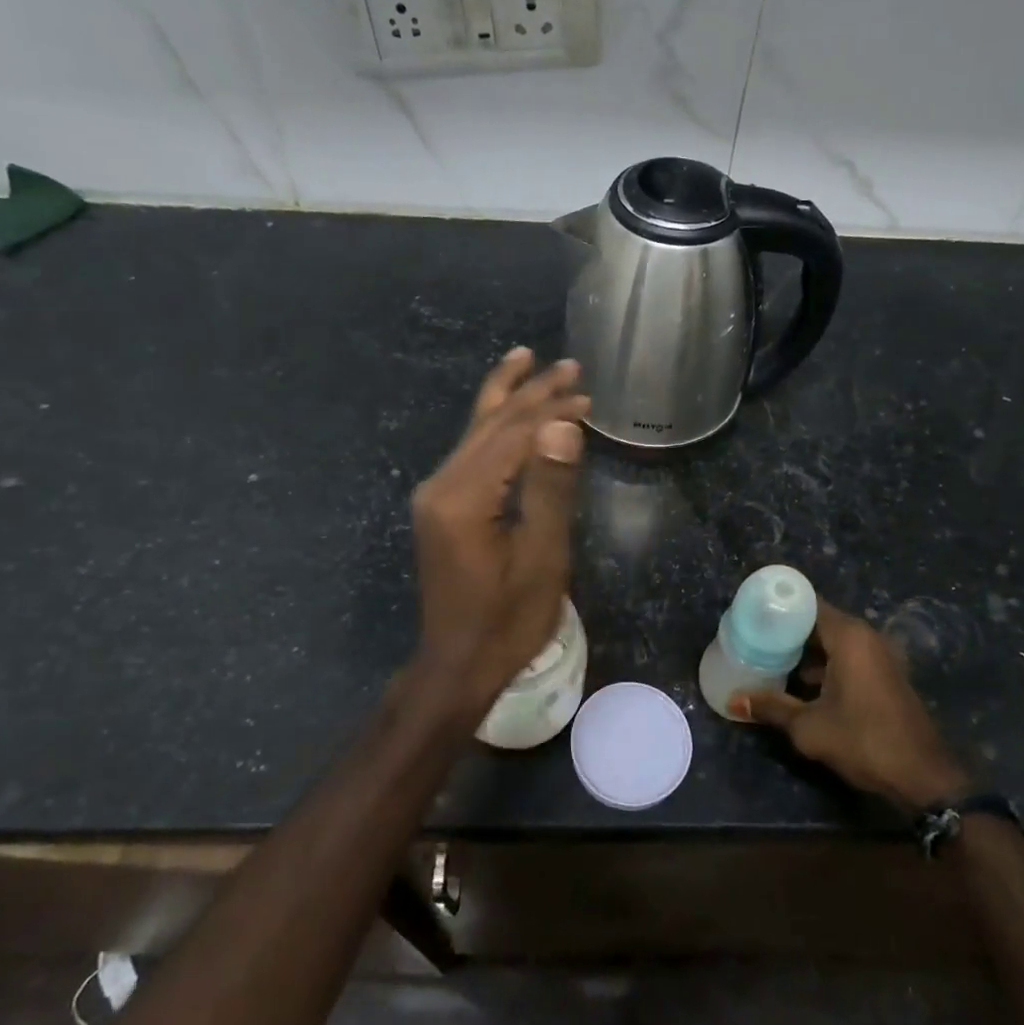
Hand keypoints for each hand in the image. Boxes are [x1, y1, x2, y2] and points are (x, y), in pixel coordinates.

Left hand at [404, 348, 589, 721]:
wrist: (457, 664)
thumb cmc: (508, 620)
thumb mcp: (541, 558)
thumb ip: (551, 488)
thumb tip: (563, 424)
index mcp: (463, 497)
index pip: (512, 434)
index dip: (551, 410)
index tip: (588, 393)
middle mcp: (440, 485)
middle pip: (490, 424)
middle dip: (531, 393)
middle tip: (570, 366)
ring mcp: (435, 495)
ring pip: (475, 432)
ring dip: (508, 399)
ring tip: (527, 360)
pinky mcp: (440, 506)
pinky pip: (470, 453)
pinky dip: (494, 427)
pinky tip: (503, 410)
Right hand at [732, 600, 971, 809]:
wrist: (923, 778)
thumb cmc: (864, 741)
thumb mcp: (809, 727)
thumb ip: (771, 706)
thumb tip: (733, 700)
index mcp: (848, 636)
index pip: (806, 603)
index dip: (777, 605)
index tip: (750, 613)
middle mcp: (865, 637)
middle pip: (817, 621)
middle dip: (786, 630)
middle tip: (752, 637)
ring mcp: (878, 656)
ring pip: (832, 641)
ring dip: (804, 651)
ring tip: (768, 659)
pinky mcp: (883, 676)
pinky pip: (846, 657)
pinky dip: (823, 664)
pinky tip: (799, 684)